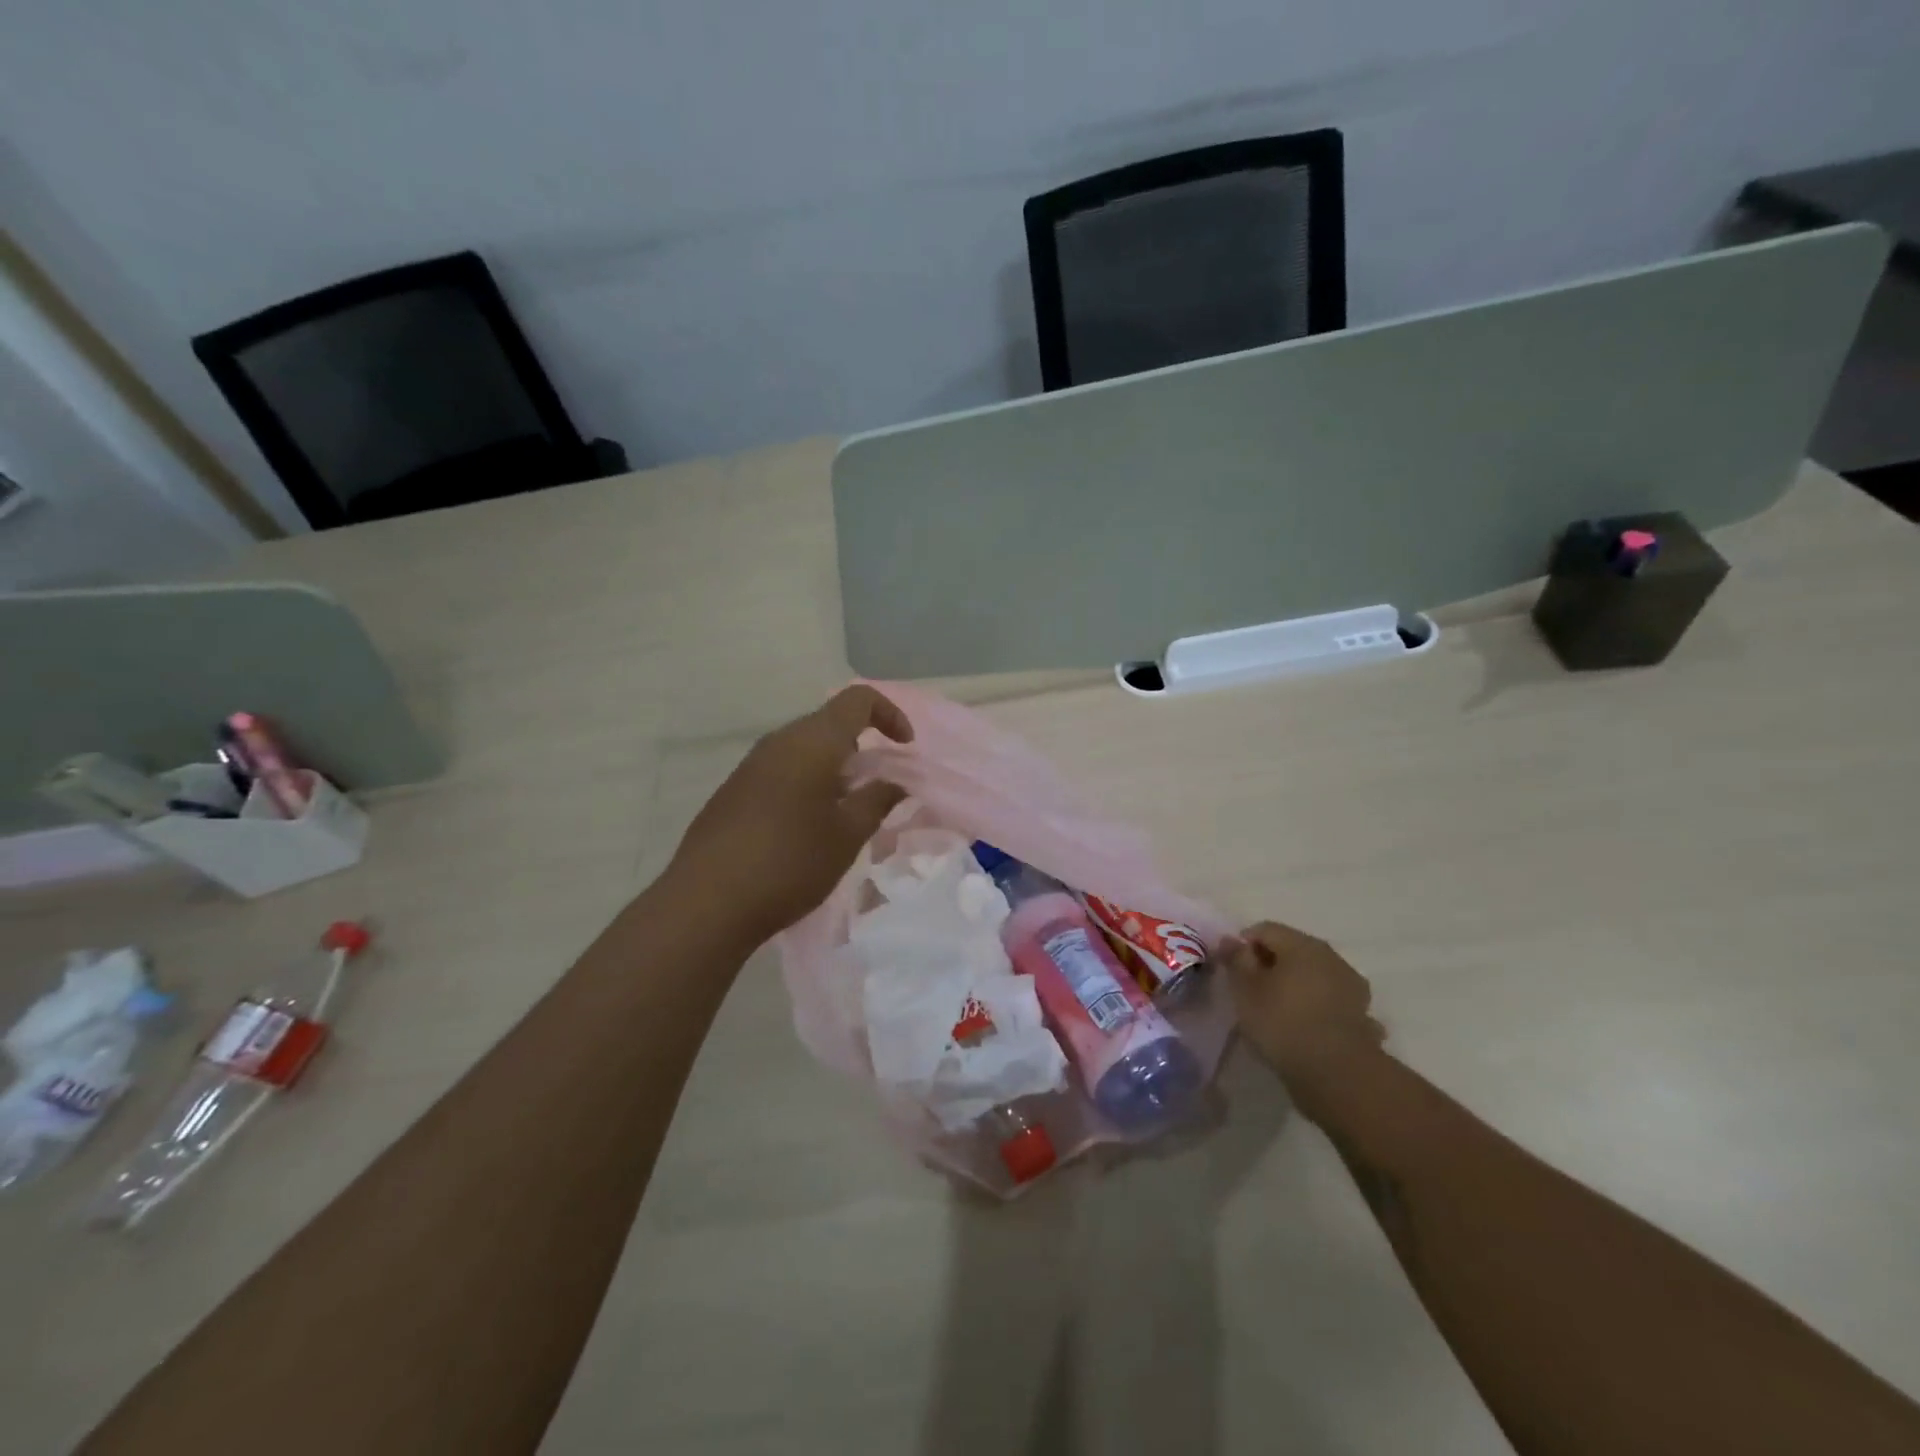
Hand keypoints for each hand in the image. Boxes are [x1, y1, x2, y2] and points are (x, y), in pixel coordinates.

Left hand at [668, 686, 913, 946]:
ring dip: (833, 768)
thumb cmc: (790, 862)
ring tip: (846, 811)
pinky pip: (781, 770)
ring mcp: (751, 765)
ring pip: (804, 748)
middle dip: (862, 747)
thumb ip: (878, 800)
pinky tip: (807, 827)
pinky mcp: (734, 790)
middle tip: (878, 788)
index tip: (904, 748)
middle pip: (829, 723)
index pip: (858, 700)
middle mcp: (779, 742)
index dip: (889, 714)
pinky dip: (807, 783)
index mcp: (812, 741)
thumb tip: (895, 782)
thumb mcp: (847, 835)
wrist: (707, 902)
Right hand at [1224, 921, 1385, 1116]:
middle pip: (1292, 949)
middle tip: (1251, 991)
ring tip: (1279, 1011)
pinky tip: (1307, 1026)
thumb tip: (1231, 939)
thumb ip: (1236, 959)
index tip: (1232, 971)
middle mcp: (1330, 956)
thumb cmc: (1282, 1023)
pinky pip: (1331, 1000)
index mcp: (1301, 944)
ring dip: (1296, 984)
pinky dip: (1317, 1005)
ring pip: (1314, 974)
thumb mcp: (1245, 989)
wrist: (1337, 1074)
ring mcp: (1351, 985)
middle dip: (1270, 963)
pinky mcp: (1362, 1013)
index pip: (1264, 929)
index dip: (1243, 945)